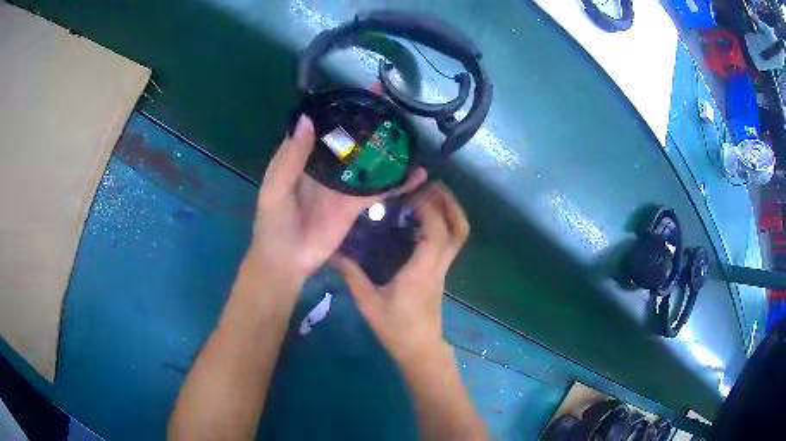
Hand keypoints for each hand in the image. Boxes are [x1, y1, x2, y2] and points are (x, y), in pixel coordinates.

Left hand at [251, 115, 424, 283]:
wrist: (286, 261)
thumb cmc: (273, 222)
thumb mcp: (276, 187)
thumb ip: (291, 157)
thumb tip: (307, 119)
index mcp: (304, 156)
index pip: (325, 124)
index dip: (342, 106)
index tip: (364, 90)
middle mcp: (326, 166)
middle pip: (351, 137)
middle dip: (369, 120)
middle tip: (393, 103)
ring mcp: (343, 186)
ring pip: (368, 160)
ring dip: (386, 147)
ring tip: (409, 130)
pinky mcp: (356, 205)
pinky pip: (379, 190)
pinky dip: (398, 183)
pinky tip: (417, 173)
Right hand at [333, 184, 469, 360]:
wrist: (420, 350)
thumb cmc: (396, 329)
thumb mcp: (369, 303)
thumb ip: (352, 276)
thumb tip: (333, 254)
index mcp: (423, 270)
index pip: (436, 233)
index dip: (429, 208)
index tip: (413, 191)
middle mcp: (438, 266)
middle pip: (459, 230)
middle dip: (450, 203)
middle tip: (431, 184)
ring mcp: (443, 270)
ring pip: (458, 236)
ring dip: (451, 211)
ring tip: (431, 194)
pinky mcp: (440, 273)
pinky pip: (450, 243)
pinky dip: (444, 224)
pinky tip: (423, 219)